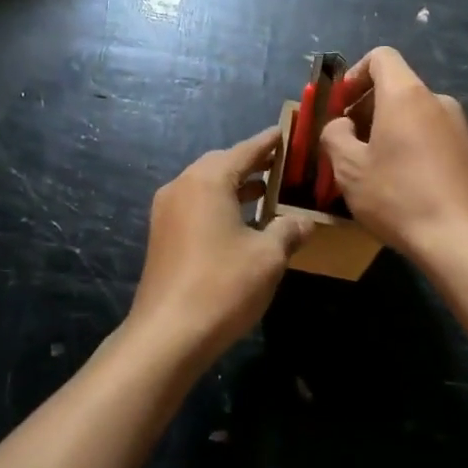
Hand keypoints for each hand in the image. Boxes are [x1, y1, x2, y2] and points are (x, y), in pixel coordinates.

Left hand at [127, 128, 313, 369]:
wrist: (167, 335)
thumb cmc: (222, 286)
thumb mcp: (268, 257)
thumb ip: (288, 230)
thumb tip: (305, 221)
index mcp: (207, 180)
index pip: (244, 150)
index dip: (268, 142)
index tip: (286, 132)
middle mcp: (182, 186)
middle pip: (221, 164)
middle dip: (251, 163)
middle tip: (280, 164)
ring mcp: (166, 211)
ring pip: (206, 185)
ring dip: (235, 185)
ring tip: (266, 190)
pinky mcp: (162, 235)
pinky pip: (195, 205)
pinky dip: (219, 204)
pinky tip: (240, 221)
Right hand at [318, 47, 467, 271]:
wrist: (466, 241)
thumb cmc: (400, 197)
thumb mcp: (350, 169)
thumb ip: (336, 136)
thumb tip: (343, 125)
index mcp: (406, 95)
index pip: (381, 57)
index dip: (355, 74)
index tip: (341, 106)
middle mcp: (437, 101)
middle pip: (397, 88)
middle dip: (368, 108)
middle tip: (349, 144)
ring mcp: (460, 127)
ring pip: (415, 115)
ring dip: (390, 131)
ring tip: (374, 170)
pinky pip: (433, 137)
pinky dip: (413, 148)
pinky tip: (404, 186)